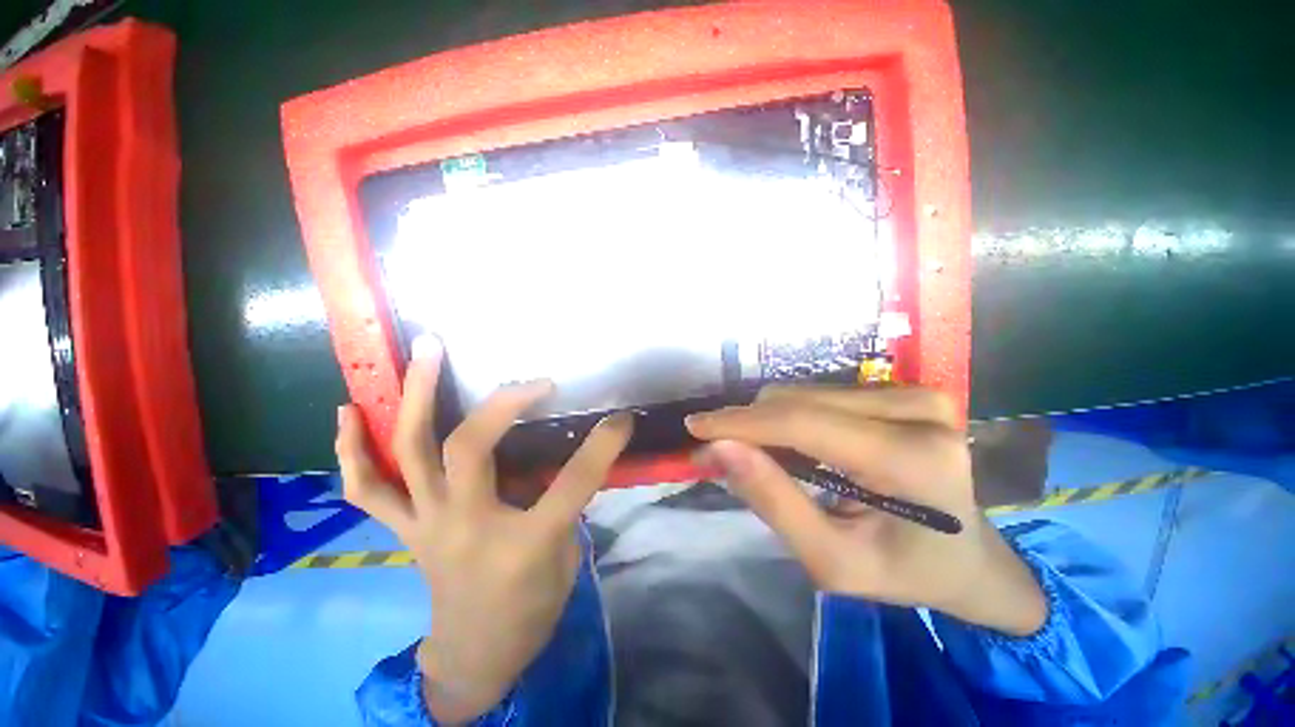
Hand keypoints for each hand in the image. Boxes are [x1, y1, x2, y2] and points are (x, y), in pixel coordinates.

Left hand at [336, 337, 632, 722]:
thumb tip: (568, 455)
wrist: (475, 657)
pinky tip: (348, 411)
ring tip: (423, 353)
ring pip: (409, 454)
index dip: (602, 446)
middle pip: (470, 449)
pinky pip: (368, 488)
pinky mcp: (405, 528)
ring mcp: (426, 525)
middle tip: (521, 373)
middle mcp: (466, 527)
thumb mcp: (566, 558)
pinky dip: (353, 450)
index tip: (621, 419)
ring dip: (415, 398)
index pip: (572, 483)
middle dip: (499, 402)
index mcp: (524, 544)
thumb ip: (564, 501)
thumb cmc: (530, 610)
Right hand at [686, 386, 1046, 635]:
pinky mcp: (903, 389)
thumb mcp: (832, 561)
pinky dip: (791, 418)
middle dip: (748, 426)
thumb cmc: (904, 571)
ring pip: (804, 392)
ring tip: (761, 459)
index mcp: (912, 460)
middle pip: (798, 400)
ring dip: (769, 423)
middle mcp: (919, 409)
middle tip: (720, 454)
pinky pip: (820, 393)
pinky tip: (791, 447)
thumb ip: (773, 502)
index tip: (694, 428)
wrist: (969, 558)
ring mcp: (915, 393)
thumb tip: (719, 449)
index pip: (803, 423)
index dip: (740, 422)